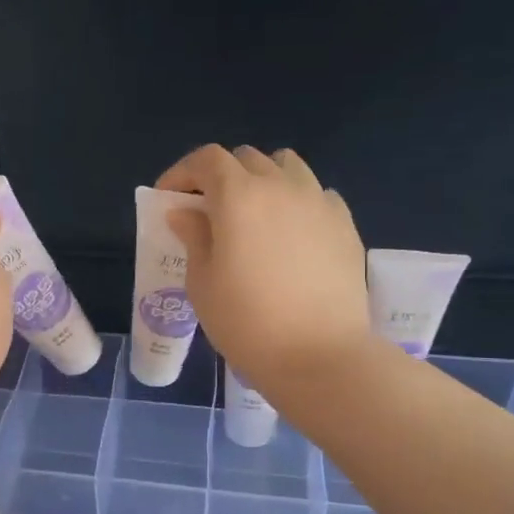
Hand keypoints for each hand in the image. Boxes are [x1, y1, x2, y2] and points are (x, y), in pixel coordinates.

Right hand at [156, 144, 370, 399]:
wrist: (319, 355)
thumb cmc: (247, 322)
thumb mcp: (202, 283)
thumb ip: (194, 237)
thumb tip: (186, 212)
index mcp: (239, 195)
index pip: (206, 160)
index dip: (182, 173)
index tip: (169, 198)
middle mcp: (281, 186)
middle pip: (246, 159)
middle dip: (220, 176)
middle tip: (208, 210)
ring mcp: (318, 201)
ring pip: (287, 167)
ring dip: (262, 180)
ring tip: (254, 214)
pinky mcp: (345, 224)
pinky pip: (316, 195)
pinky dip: (296, 201)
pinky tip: (291, 234)